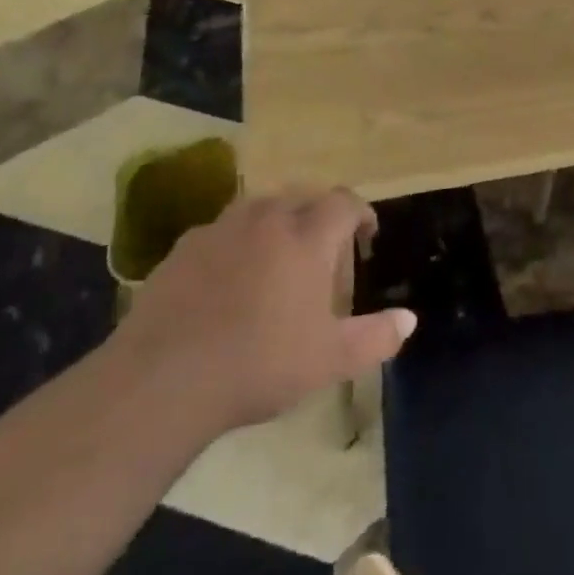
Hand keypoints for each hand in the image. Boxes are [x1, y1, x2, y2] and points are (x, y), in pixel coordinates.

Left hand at [115, 189, 415, 433]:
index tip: (365, 236)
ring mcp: (222, 228)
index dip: (361, 214)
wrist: (164, 378)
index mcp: (308, 237)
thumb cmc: (260, 363)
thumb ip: (376, 337)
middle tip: (324, 249)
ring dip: (279, 221)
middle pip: (302, 196)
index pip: (344, 202)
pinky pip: (223, 230)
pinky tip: (230, 277)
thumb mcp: (330, 360)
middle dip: (320, 214)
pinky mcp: (184, 246)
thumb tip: (409, 319)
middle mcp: (267, 218)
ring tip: (279, 256)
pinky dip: (238, 241)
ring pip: (261, 207)